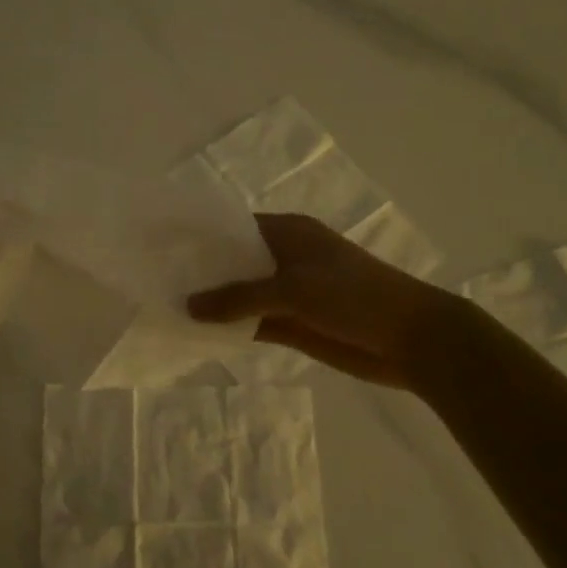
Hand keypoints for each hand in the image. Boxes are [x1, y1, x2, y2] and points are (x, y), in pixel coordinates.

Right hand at [187, 212, 463, 390]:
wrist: (411, 340)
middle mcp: (285, 258)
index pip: (235, 227)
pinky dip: (230, 327)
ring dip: (213, 302)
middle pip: (235, 261)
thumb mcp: (294, 289)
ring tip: (165, 306)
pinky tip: (197, 333)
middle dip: (201, 270)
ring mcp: (288, 293)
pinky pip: (253, 322)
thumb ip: (239, 297)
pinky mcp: (293, 324)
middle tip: (155, 278)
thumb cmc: (354, 297)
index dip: (202, 234)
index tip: (163, 243)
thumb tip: (187, 305)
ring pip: (241, 294)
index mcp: (289, 233)